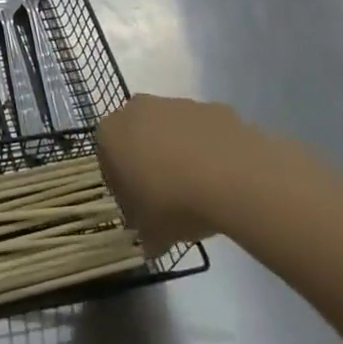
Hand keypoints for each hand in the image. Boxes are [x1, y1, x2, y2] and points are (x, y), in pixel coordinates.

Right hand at [98, 94, 261, 249]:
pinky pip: (204, 130)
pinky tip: (224, 178)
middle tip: (167, 196)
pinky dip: (209, 149)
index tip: (139, 208)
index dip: (122, 185)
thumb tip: (151, 239)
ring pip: (171, 130)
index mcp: (111, 134)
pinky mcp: (212, 107)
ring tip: (201, 190)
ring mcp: (177, 104)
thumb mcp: (150, 230)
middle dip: (149, 161)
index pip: (107, 159)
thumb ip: (144, 231)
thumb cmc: (174, 202)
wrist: (235, 178)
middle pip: (138, 137)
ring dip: (179, 153)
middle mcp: (138, 109)